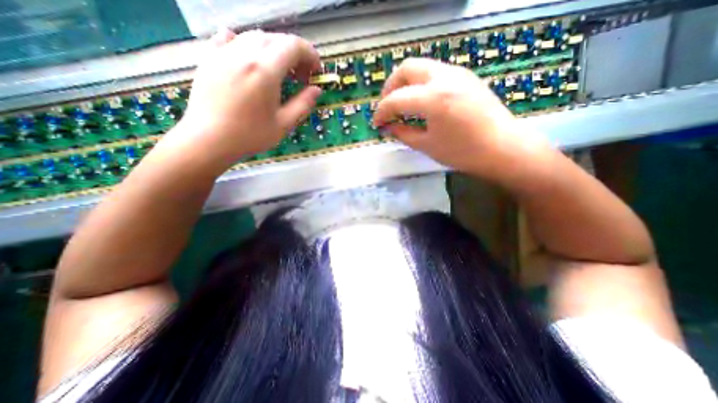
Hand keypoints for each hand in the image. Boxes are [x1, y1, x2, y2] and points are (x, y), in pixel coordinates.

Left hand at [164, 29, 320, 172]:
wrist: (209, 139)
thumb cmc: (250, 135)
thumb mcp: (284, 124)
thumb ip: (303, 104)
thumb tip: (316, 90)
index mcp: (265, 70)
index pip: (293, 46)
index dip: (310, 55)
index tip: (316, 71)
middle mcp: (244, 53)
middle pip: (276, 39)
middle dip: (295, 54)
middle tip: (301, 76)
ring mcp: (224, 52)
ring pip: (255, 37)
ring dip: (274, 50)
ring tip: (280, 71)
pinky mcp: (210, 58)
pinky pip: (230, 39)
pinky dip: (247, 45)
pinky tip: (250, 59)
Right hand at [377, 58, 550, 178]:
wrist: (502, 148)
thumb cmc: (463, 153)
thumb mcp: (427, 146)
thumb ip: (402, 133)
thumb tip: (387, 127)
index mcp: (433, 99)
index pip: (396, 99)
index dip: (381, 112)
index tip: (377, 123)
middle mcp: (444, 78)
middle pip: (406, 69)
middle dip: (390, 87)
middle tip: (387, 108)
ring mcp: (457, 73)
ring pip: (421, 67)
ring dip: (405, 83)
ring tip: (401, 104)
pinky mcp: (465, 76)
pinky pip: (434, 72)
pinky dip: (420, 84)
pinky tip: (420, 102)